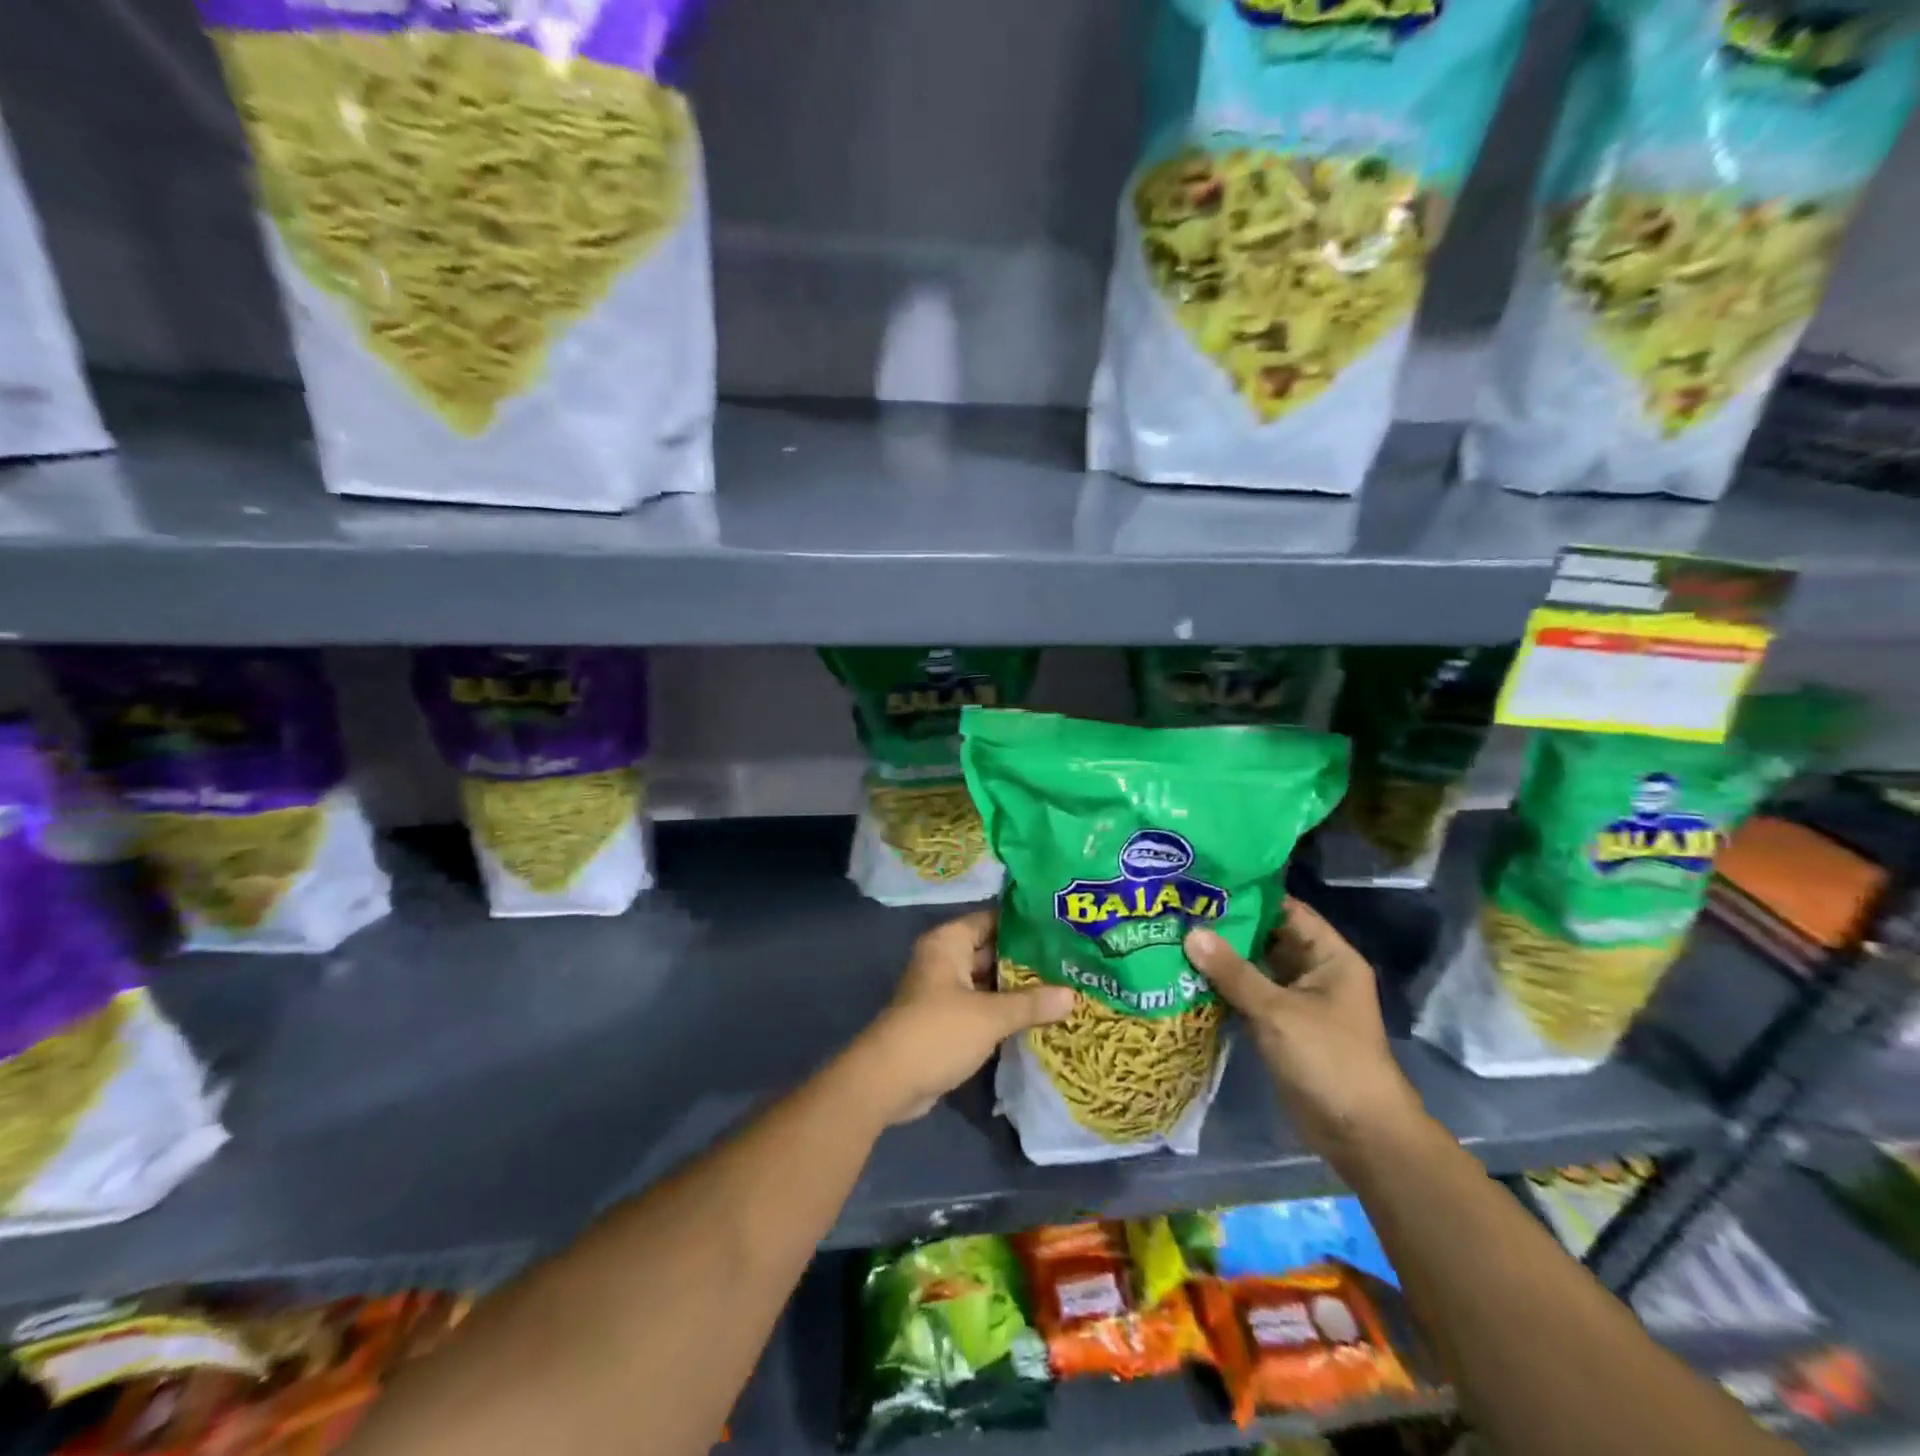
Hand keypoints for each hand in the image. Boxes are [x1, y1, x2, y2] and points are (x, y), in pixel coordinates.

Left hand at [853, 909, 1077, 1124]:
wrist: (888, 1081)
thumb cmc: (938, 1032)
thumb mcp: (990, 1016)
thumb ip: (1031, 1003)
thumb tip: (1073, 994)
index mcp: (949, 942)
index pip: (992, 919)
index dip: (1025, 923)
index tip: (1062, 927)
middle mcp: (945, 959)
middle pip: (992, 950)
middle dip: (1028, 959)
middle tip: (1071, 960)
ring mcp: (945, 991)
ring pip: (989, 981)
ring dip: (1019, 988)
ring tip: (1065, 986)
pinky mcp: (947, 1021)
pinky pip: (983, 1006)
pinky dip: (1005, 1010)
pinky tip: (1040, 1016)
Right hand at [1184, 898, 1423, 1160]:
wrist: (1360, 1134)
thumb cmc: (1329, 1059)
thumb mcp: (1278, 1011)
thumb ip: (1233, 972)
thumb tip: (1191, 933)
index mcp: (1329, 956)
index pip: (1287, 910)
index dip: (1250, 894)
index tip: (1206, 882)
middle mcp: (1314, 971)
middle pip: (1267, 937)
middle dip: (1228, 926)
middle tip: (1181, 907)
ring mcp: (1297, 1000)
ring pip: (1256, 968)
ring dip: (1222, 958)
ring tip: (1176, 934)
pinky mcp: (1281, 1026)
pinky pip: (1249, 996)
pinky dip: (1224, 987)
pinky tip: (1188, 975)